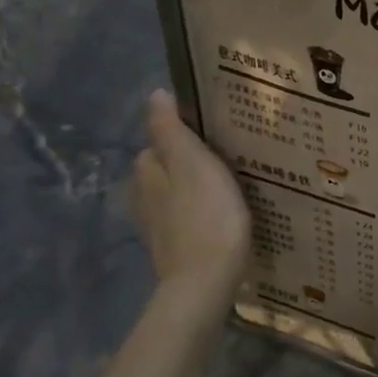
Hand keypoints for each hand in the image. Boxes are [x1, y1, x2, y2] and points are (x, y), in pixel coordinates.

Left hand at [132, 90, 249, 317]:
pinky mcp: (177, 250)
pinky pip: (188, 220)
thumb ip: (171, 130)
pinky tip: (223, 217)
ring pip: (177, 197)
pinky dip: (202, 214)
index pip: (157, 143)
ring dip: (196, 190)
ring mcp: (159, 228)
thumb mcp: (192, 162)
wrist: (207, 281)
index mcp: (148, 173)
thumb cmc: (206, 214)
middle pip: (166, 171)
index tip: (214, 133)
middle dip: (189, 164)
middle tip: (229, 157)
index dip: (181, 135)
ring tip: (232, 186)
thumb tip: (154, 95)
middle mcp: (145, 198)